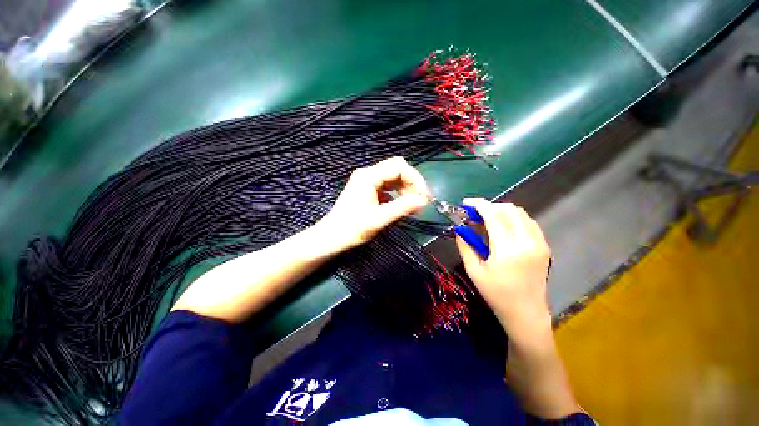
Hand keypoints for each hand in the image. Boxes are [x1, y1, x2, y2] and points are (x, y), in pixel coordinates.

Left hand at [317, 157, 429, 252]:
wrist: (331, 237)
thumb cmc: (352, 228)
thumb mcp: (380, 218)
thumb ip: (403, 207)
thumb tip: (424, 200)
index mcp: (369, 176)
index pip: (399, 167)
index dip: (415, 179)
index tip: (424, 197)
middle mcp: (368, 174)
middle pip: (397, 169)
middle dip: (412, 183)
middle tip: (420, 201)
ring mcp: (367, 181)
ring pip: (393, 177)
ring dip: (406, 188)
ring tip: (413, 205)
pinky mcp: (367, 189)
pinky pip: (388, 186)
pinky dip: (397, 193)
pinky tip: (401, 205)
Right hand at [455, 199, 551, 338]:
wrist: (526, 313)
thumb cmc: (496, 294)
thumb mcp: (474, 271)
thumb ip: (465, 246)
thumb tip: (459, 229)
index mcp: (508, 249)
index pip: (494, 215)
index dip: (478, 205)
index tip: (466, 203)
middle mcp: (527, 242)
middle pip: (509, 209)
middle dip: (490, 206)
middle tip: (475, 214)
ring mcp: (539, 243)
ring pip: (521, 213)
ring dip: (502, 211)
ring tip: (487, 220)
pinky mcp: (544, 246)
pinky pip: (528, 222)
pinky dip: (513, 219)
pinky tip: (503, 228)